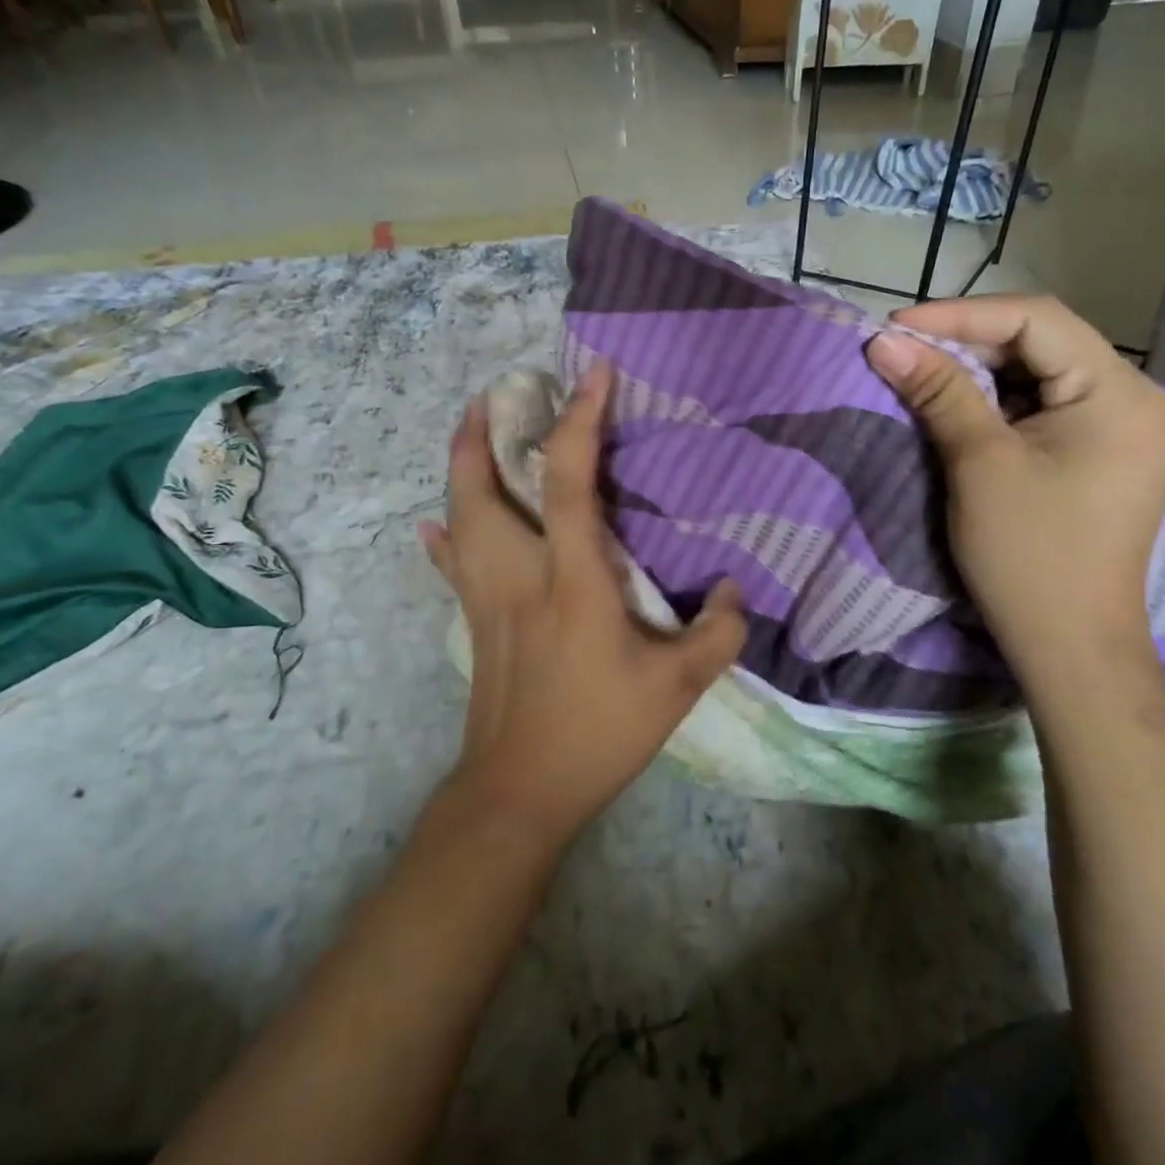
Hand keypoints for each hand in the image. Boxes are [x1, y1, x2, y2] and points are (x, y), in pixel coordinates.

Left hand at [419, 364, 746, 851]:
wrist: (520, 790)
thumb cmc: (599, 732)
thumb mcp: (677, 688)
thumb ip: (718, 633)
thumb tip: (732, 588)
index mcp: (572, 580)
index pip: (569, 481)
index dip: (580, 421)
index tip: (593, 373)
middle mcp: (519, 575)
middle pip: (481, 489)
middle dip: (481, 433)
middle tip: (496, 394)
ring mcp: (487, 598)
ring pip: (459, 518)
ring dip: (460, 469)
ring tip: (469, 433)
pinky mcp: (474, 621)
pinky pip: (451, 566)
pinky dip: (442, 538)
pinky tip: (432, 525)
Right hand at [865, 295, 1164, 682]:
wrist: (1071, 647)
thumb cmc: (1028, 554)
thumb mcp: (978, 463)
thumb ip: (937, 391)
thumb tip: (884, 341)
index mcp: (1118, 393)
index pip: (1036, 320)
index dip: (960, 315)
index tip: (895, 329)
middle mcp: (1133, 399)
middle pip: (1042, 342)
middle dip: (967, 342)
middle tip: (901, 352)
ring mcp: (1121, 430)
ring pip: (1040, 374)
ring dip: (978, 372)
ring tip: (919, 376)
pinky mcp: (1101, 456)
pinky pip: (1045, 407)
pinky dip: (997, 403)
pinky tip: (958, 410)